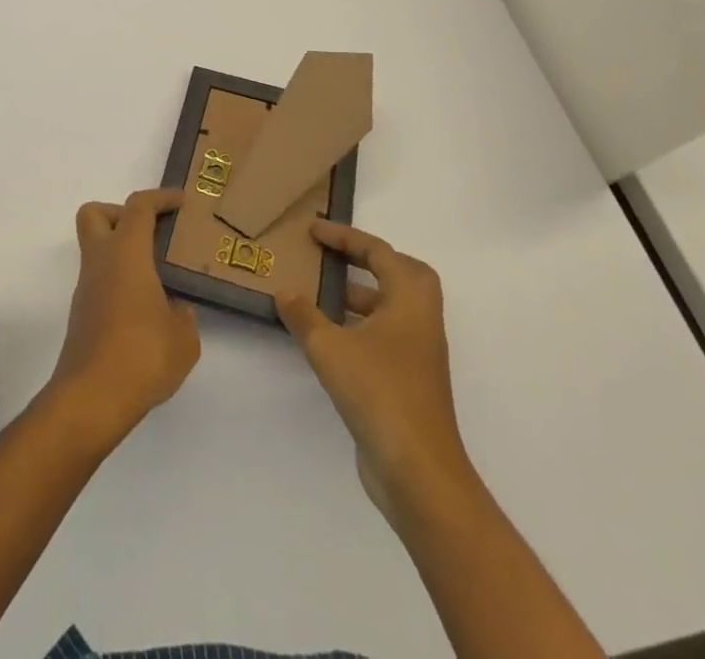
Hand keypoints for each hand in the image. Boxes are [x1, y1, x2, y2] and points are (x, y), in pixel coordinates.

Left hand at [47, 189, 199, 448]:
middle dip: (121, 213)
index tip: (182, 202)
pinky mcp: (82, 314)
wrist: (91, 398)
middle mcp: (100, 262)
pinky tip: (145, 310)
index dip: (161, 197)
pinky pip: (100, 280)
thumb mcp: (184, 338)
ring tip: (157, 277)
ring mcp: (86, 288)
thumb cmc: (141, 356)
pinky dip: (119, 281)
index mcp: (126, 253)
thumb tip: (175, 309)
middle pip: (95, 214)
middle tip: (152, 233)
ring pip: (97, 249)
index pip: (138, 207)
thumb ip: (184, 316)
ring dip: (123, 252)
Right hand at [277, 221, 470, 523]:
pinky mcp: (409, 383)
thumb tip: (284, 292)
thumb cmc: (379, 394)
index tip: (314, 231)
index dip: (345, 237)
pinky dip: (360, 327)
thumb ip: (304, 316)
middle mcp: (421, 322)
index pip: (379, 252)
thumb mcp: (330, 349)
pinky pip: (386, 337)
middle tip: (335, 258)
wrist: (418, 473)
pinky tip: (329, 339)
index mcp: (410, 302)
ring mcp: (418, 355)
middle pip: (403, 275)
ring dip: (361, 296)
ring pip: (393, 309)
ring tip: (320, 295)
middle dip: (370, 261)